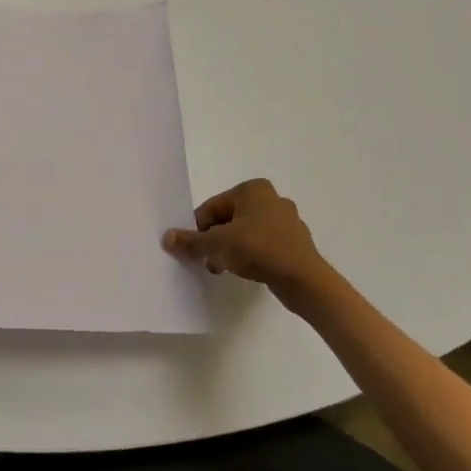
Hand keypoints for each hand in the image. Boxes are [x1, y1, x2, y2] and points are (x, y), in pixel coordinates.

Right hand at [162, 179, 325, 297]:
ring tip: (223, 269)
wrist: (304, 280)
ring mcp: (287, 221)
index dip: (198, 229)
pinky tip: (245, 271)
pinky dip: (251, 255)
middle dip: (215, 239)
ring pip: (246, 233)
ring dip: (231, 249)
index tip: (193, 249)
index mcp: (252, 189)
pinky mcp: (295, 242)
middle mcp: (272, 198)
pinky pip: (263, 245)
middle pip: (229, 219)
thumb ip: (191, 241)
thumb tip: (166, 238)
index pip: (212, 207)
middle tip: (207, 260)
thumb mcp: (217, 244)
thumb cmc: (258, 249)